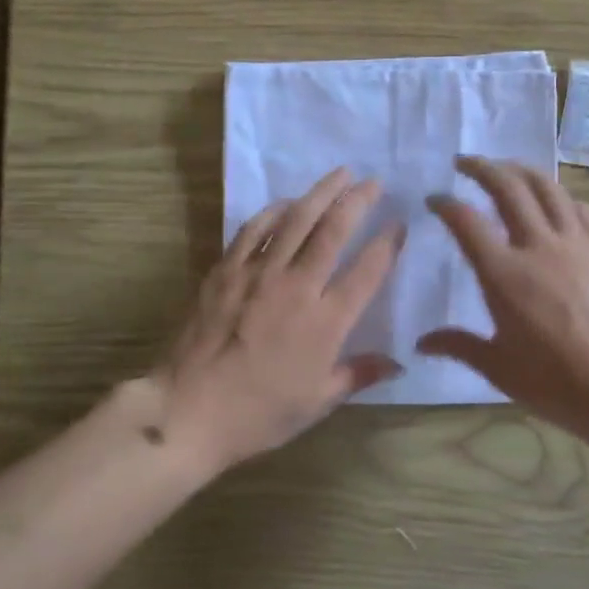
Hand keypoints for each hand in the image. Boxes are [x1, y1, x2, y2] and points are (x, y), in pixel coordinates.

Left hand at [148, 168, 403, 470]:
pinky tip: (286, 202)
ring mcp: (258, 274)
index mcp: (326, 322)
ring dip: (320, 193)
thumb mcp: (317, 403)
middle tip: (373, 182)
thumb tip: (398, 362)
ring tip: (339, 175)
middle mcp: (297, 287)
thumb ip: (359, 374)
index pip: (367, 270)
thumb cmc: (259, 413)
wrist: (188, 411)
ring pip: (296, 220)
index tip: (400, 223)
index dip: (388, 243)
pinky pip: (253, 230)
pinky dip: (273, 211)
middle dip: (358, 201)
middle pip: (333, 231)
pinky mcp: (226, 270)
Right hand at [420, 157, 588, 440]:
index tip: (434, 199)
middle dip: (481, 167)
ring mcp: (577, 243)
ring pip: (546, 187)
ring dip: (521, 169)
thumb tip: (421, 343)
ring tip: (506, 167)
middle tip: (464, 162)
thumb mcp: (500, 369)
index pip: (466, 221)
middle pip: (507, 188)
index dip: (445, 204)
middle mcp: (538, 246)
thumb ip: (459, 346)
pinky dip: (560, 195)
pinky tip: (555, 200)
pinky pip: (580, 208)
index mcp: (504, 275)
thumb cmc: (560, 384)